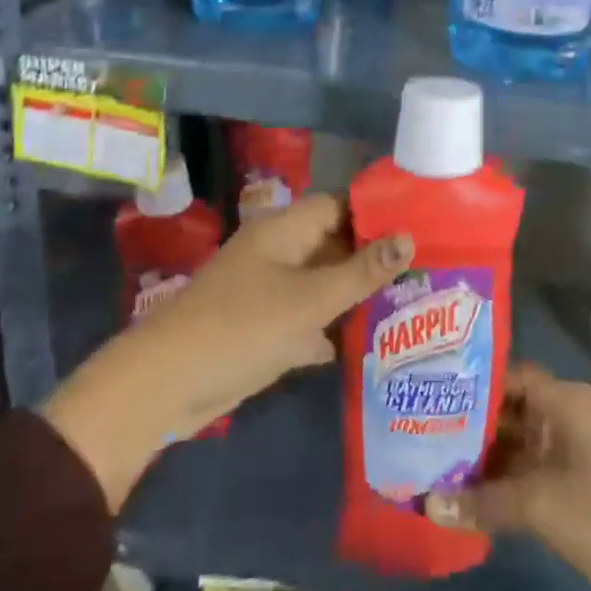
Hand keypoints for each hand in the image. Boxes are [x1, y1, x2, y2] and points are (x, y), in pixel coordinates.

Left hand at [43, 193, 411, 511]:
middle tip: (422, 274)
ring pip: (319, 284)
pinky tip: (365, 346)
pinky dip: (328, 329)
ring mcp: (266, 290)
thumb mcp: (311, 299)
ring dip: (352, 296)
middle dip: (370, 259)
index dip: (375, 215)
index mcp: (284, 229)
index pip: (338, 206)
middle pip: (331, 245)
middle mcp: (276, 252)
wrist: (168, 384)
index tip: (418, 231)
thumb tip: (409, 237)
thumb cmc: (244, 327)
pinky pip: (304, 318)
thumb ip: (361, 271)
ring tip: (406, 307)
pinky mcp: (260, 327)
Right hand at [426, 363, 590, 590]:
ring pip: (514, 442)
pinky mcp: (573, 482)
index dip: (466, 382)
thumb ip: (482, 502)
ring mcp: (569, 449)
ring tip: (431, 464)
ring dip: (481, 457)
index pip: (503, 374)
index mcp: (561, 399)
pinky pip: (527, 470)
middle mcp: (564, 414)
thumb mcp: (541, 507)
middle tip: (417, 432)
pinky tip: (466, 496)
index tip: (425, 393)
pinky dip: (500, 481)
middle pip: (506, 409)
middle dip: (466, 424)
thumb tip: (426, 504)